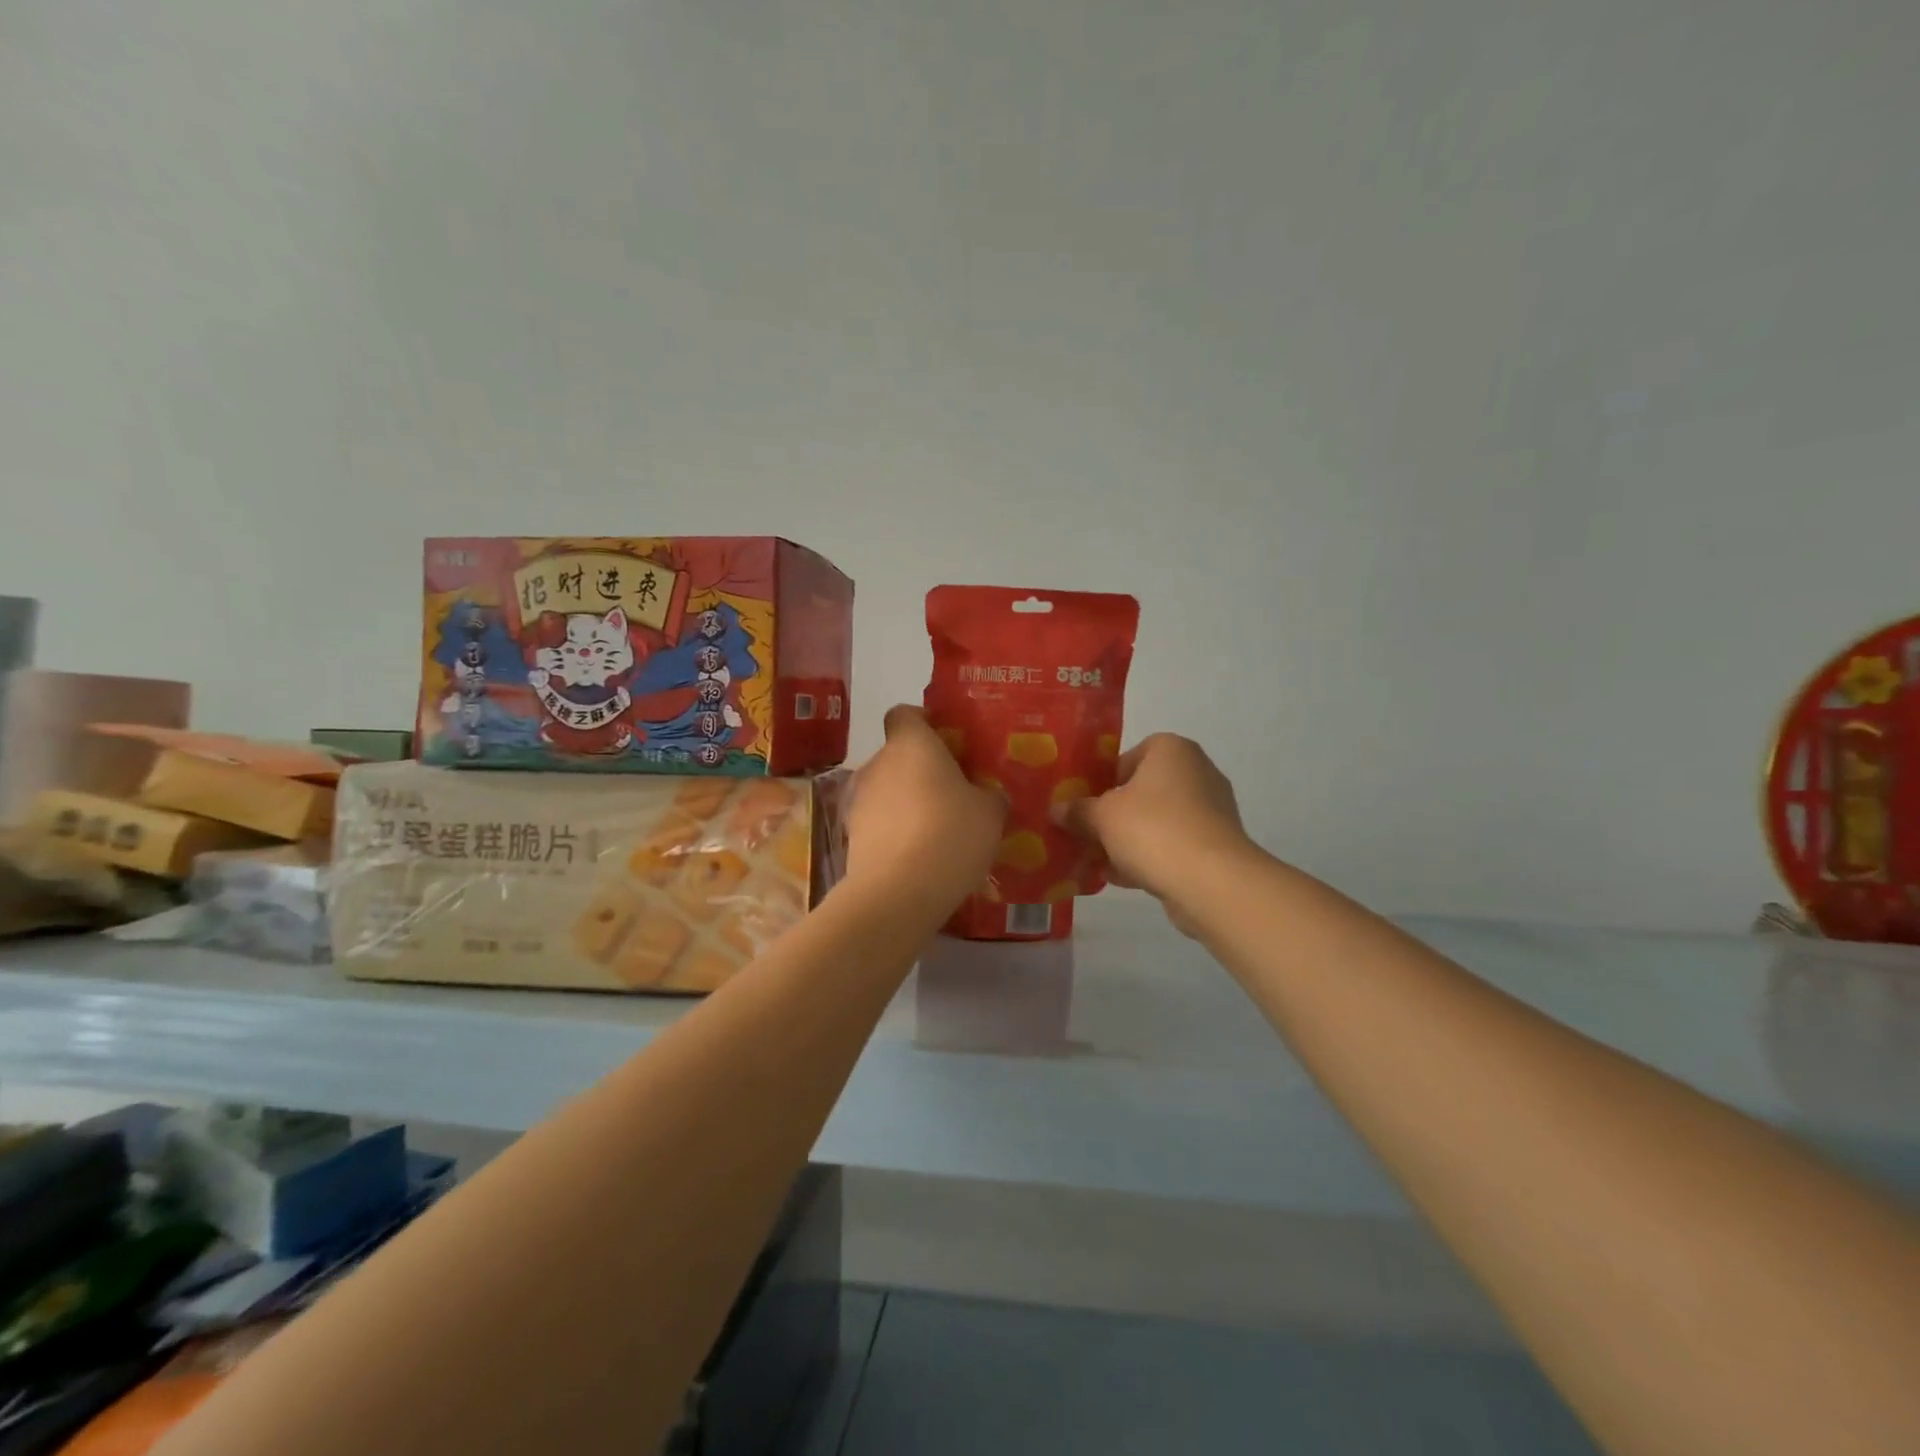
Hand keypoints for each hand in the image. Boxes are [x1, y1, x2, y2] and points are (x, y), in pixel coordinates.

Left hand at [844, 706, 1004, 915]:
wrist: (898, 892)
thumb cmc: (950, 834)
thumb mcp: (989, 813)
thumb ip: (988, 795)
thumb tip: (986, 795)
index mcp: (910, 744)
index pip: (905, 714)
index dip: (924, 724)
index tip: (948, 744)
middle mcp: (877, 763)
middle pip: (898, 756)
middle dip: (921, 771)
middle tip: (953, 794)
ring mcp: (858, 800)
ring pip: (886, 791)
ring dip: (906, 804)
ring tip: (936, 832)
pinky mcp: (850, 836)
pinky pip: (878, 824)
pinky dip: (895, 833)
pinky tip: (919, 858)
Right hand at [1054, 734, 1253, 930]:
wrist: (1211, 882)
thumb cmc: (1153, 830)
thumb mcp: (1102, 817)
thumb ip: (1077, 810)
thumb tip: (1057, 809)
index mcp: (1171, 749)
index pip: (1128, 756)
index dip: (1102, 780)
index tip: (1084, 804)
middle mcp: (1197, 771)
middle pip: (1142, 790)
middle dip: (1114, 814)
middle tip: (1086, 833)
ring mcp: (1211, 810)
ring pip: (1157, 821)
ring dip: (1128, 839)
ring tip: (1098, 860)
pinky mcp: (1216, 845)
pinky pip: (1173, 845)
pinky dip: (1149, 857)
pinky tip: (1120, 878)